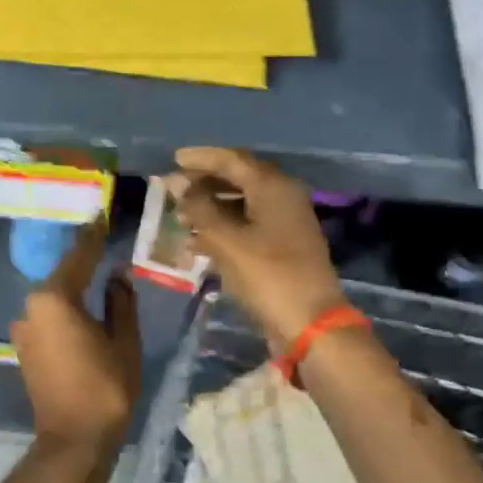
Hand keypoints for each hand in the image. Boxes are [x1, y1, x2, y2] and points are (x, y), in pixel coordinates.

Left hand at [11, 218, 140, 482]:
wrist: (73, 440)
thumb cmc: (105, 387)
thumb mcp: (123, 340)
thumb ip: (120, 301)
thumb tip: (117, 274)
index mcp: (54, 299)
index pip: (78, 256)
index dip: (92, 235)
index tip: (100, 214)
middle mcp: (30, 307)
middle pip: (61, 275)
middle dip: (82, 259)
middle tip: (103, 239)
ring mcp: (24, 329)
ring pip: (53, 297)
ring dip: (73, 285)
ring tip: (97, 272)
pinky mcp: (25, 349)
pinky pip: (48, 317)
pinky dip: (65, 308)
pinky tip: (83, 307)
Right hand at [165, 146, 346, 348]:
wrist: (310, 324)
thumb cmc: (268, 276)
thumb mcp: (227, 241)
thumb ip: (200, 209)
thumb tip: (179, 186)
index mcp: (273, 187)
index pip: (232, 160)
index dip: (201, 158)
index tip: (172, 159)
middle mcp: (282, 198)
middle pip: (238, 179)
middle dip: (204, 183)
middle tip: (173, 189)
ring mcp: (284, 224)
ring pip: (241, 204)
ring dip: (210, 208)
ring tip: (180, 217)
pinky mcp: (281, 248)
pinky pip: (247, 227)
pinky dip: (222, 229)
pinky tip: (196, 243)